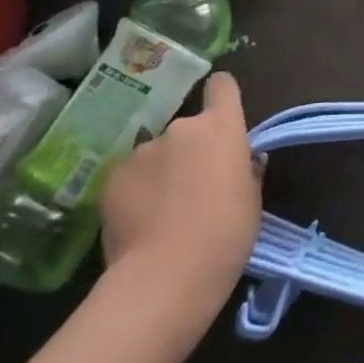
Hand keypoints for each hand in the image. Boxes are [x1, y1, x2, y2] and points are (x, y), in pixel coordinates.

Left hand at [100, 71, 260, 322]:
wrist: (165, 276)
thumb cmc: (226, 233)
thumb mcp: (252, 198)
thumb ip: (245, 170)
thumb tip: (241, 161)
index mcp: (222, 126)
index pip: (222, 86)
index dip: (222, 96)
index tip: (222, 114)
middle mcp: (182, 127)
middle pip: (188, 127)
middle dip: (189, 150)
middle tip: (192, 187)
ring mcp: (143, 151)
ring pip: (156, 154)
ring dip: (160, 171)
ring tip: (161, 211)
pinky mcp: (111, 178)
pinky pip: (129, 177)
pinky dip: (134, 191)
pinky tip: (137, 222)